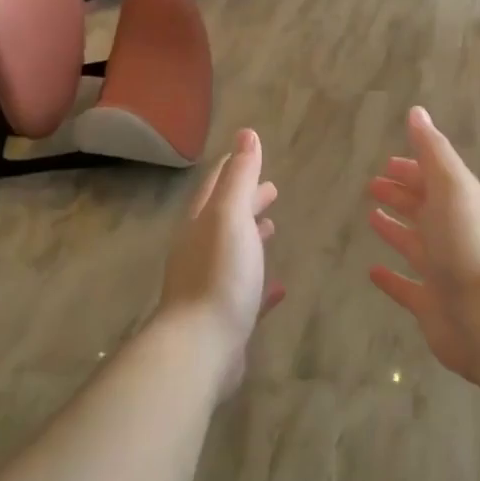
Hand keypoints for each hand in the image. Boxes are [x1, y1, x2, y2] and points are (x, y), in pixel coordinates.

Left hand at [156, 129, 284, 398]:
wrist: (200, 346)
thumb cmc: (218, 274)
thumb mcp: (230, 216)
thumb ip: (239, 177)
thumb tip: (246, 134)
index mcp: (200, 224)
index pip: (215, 187)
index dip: (234, 169)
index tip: (251, 155)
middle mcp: (200, 251)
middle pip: (224, 218)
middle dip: (246, 201)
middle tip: (272, 190)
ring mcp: (211, 286)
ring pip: (233, 253)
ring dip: (251, 237)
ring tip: (273, 227)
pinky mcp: (225, 318)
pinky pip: (246, 293)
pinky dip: (261, 283)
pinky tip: (279, 286)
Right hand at [367, 107, 479, 383]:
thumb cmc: (466, 245)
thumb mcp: (452, 186)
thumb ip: (433, 151)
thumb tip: (417, 112)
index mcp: (462, 206)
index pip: (435, 180)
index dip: (412, 169)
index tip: (387, 162)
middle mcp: (454, 236)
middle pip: (424, 209)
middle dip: (401, 194)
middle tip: (372, 184)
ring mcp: (443, 272)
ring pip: (415, 244)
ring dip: (395, 229)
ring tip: (370, 217)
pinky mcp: (430, 305)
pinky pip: (406, 286)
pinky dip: (390, 278)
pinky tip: (371, 271)